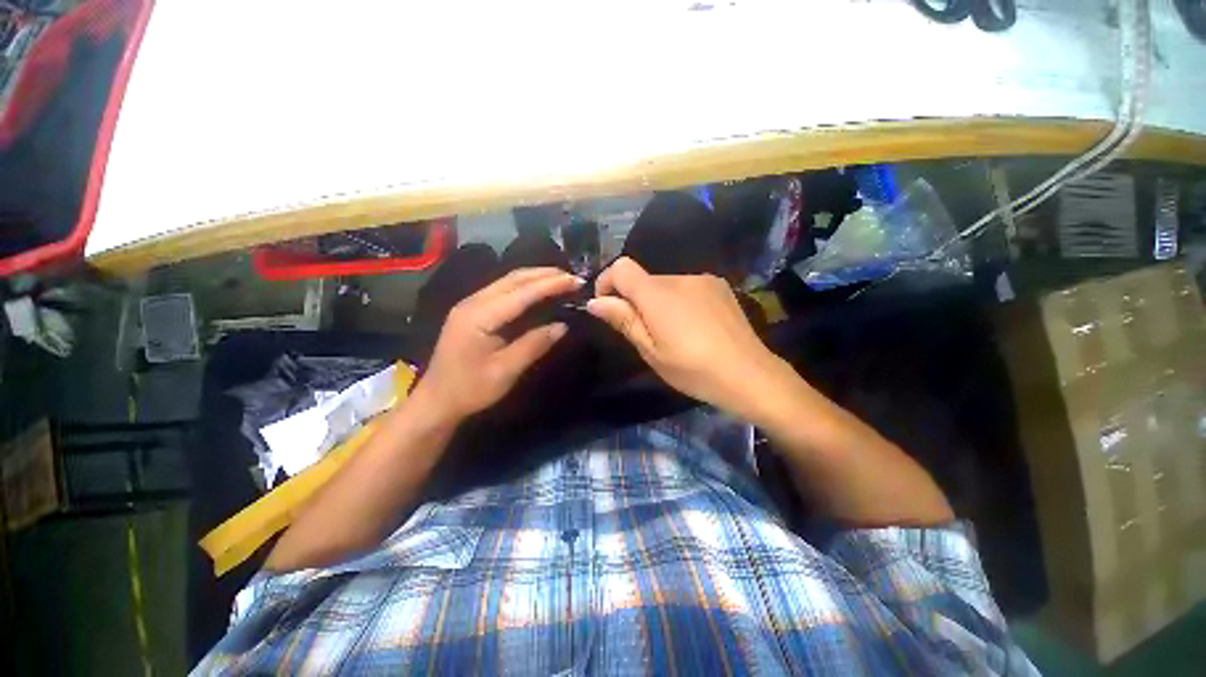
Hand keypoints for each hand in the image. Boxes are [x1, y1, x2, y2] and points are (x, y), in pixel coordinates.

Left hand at [415, 267, 581, 420]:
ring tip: (561, 279)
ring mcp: (470, 304)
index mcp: (479, 316)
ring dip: (535, 277)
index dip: (550, 285)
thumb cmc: (470, 390)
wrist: (436, 401)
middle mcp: (473, 302)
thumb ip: (534, 345)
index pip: (521, 293)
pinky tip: (538, 289)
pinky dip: (525, 286)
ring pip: (507, 281)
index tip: (576, 281)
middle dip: (545, 274)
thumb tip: (562, 326)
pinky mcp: (472, 310)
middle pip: (513, 279)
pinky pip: (502, 290)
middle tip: (572, 277)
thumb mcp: (505, 371)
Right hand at [586, 257, 783, 416]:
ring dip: (659, 301)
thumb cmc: (693, 369)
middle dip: (635, 300)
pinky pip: (687, 287)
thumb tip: (595, 302)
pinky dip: (680, 301)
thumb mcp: (651, 351)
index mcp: (658, 294)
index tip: (608, 307)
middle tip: (645, 333)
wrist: (749, 374)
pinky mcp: (720, 286)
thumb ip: (623, 320)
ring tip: (673, 332)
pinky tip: (694, 326)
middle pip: (644, 279)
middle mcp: (680, 278)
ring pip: (666, 284)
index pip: (622, 268)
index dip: (607, 282)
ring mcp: (703, 280)